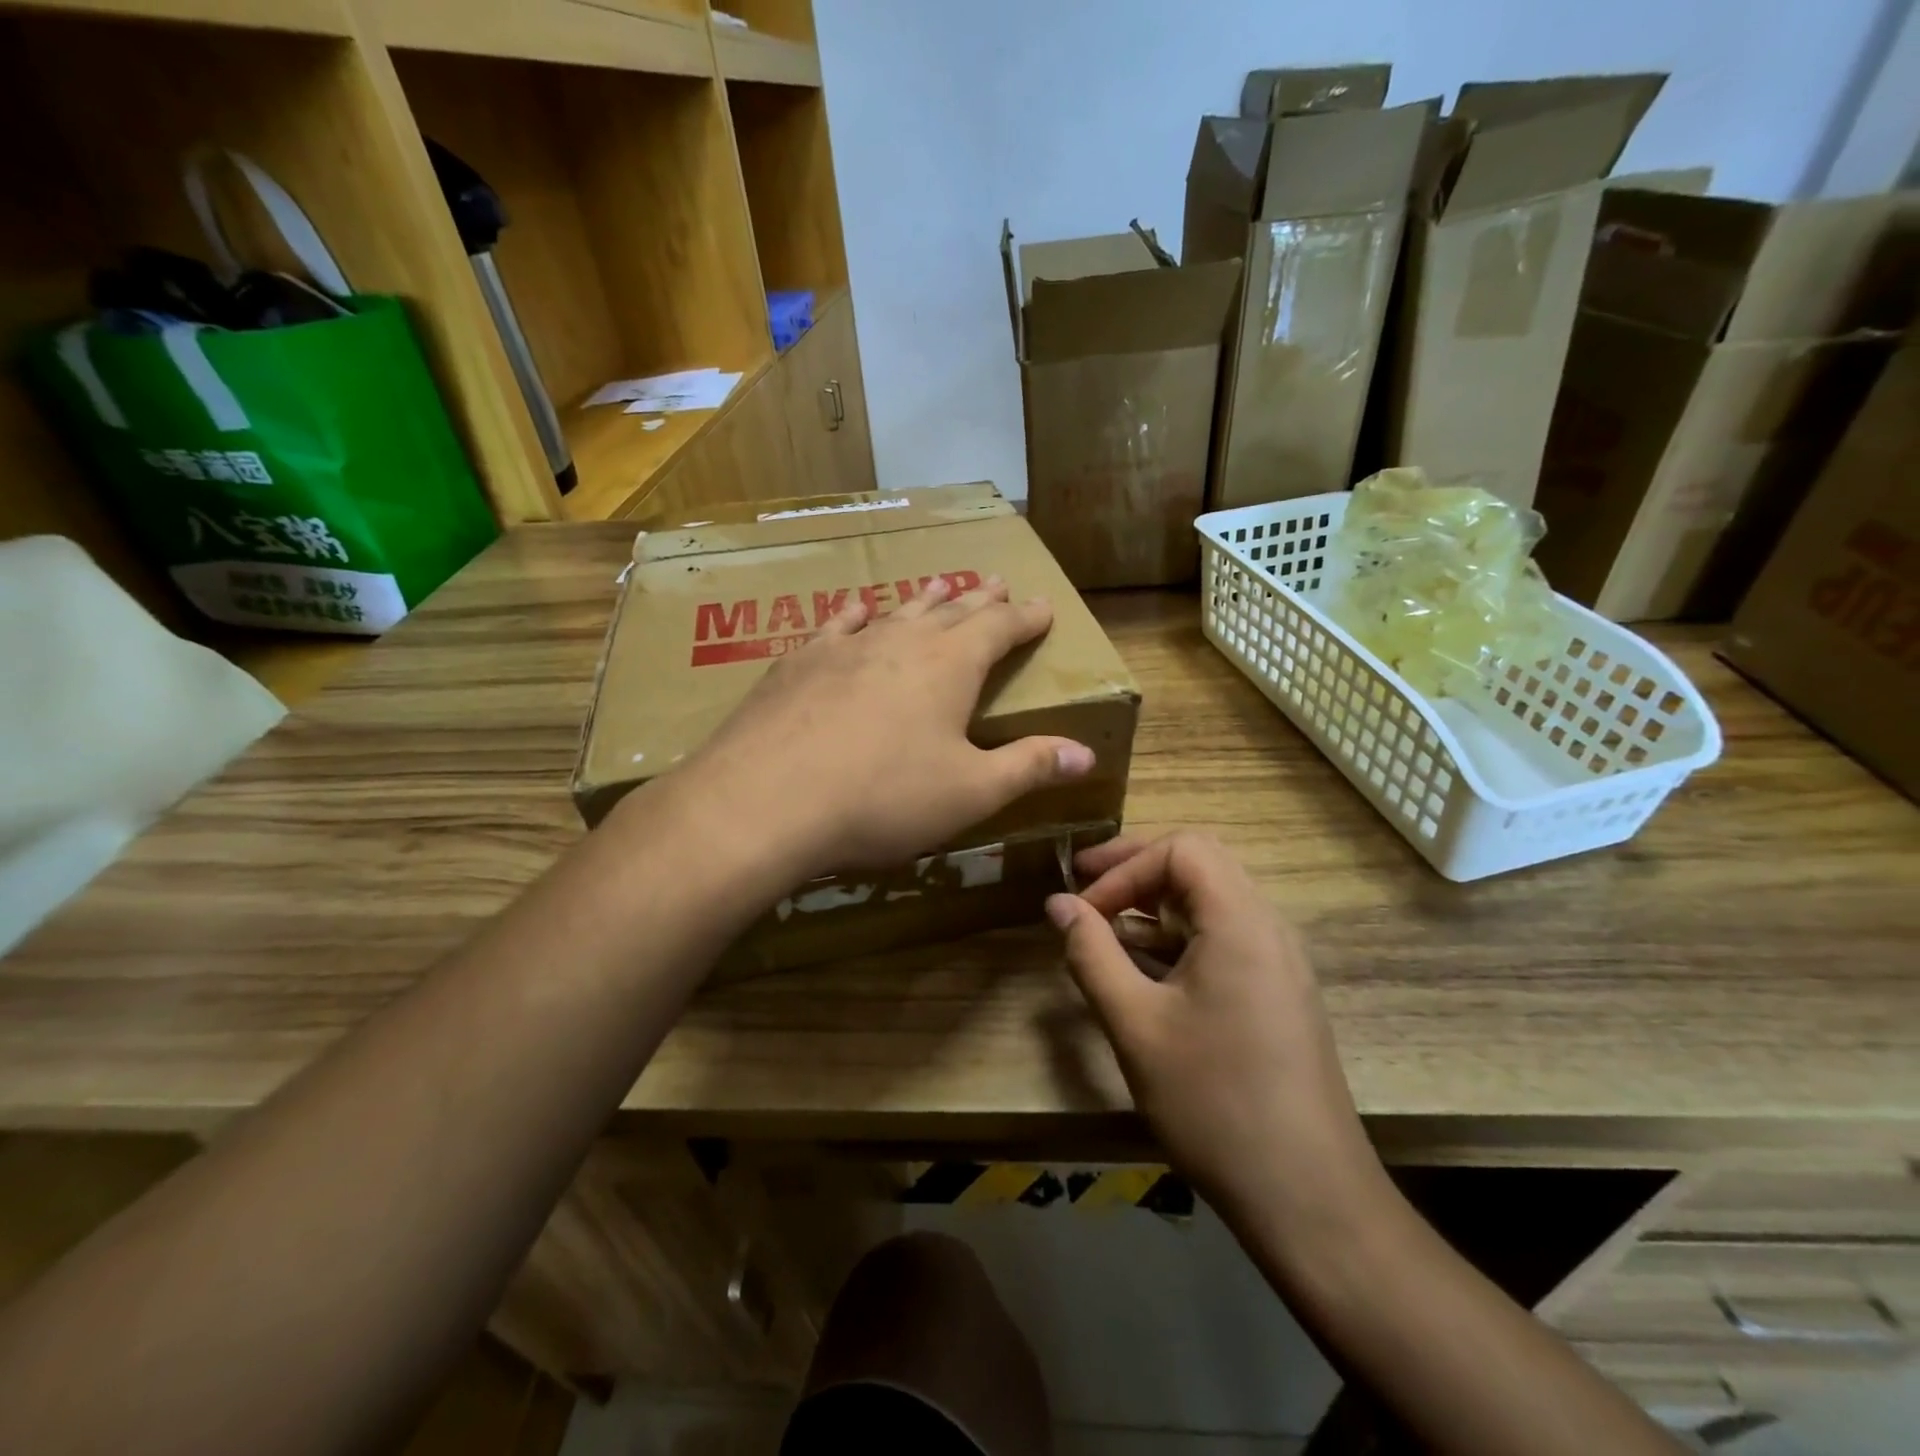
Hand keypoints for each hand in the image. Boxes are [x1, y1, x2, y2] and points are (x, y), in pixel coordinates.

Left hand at [673, 576, 1093, 879]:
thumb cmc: (882, 798)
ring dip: (924, 600)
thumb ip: (1029, 767)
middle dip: (980, 599)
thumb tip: (1087, 753)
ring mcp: (845, 647)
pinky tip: (858, 609)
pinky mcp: (798, 663)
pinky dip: (856, 615)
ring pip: (896, 612)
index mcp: (950, 666)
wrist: (765, 801)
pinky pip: (836, 626)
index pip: (1000, 628)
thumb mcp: (970, 792)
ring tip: (940, 584)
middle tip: (998, 581)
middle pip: (951, 611)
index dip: (1025, 618)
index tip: (1043, 606)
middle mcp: (901, 642)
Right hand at [1047, 832, 1389, 1241]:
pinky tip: (1143, 969)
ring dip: (1155, 904)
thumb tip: (1057, 903)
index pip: (1181, 849)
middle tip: (1085, 887)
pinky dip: (1178, 936)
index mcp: (1241, 922)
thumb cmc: (1215, 1103)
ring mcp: (1279, 961)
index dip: (1124, 867)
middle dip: (1136, 870)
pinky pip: (1223, 937)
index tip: (1085, 909)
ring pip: (1212, 901)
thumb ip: (1091, 953)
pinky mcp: (1278, 992)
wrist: (1309, 1198)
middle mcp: (1268, 927)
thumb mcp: (1136, 1025)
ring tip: (1105, 928)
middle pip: (1200, 864)